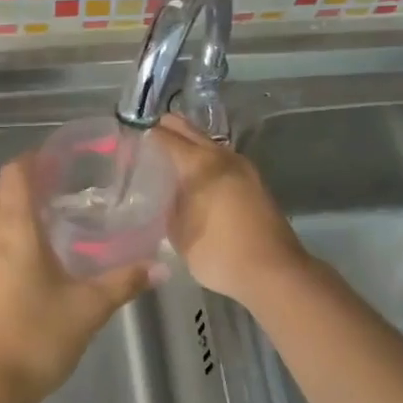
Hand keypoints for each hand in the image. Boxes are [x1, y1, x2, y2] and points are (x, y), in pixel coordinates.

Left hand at [0, 155, 156, 402]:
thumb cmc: (36, 338)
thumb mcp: (88, 309)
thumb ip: (124, 282)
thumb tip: (161, 267)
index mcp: (13, 228)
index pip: (15, 172)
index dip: (35, 160)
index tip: (60, 163)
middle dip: (23, 183)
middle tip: (57, 192)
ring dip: (2, 206)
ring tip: (35, 222)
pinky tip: (17, 259)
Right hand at [150, 116, 310, 306]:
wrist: (273, 272)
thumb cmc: (218, 253)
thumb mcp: (179, 233)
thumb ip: (168, 205)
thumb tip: (167, 193)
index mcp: (200, 164)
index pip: (165, 136)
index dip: (146, 134)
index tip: (129, 139)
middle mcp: (222, 156)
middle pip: (189, 131)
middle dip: (167, 130)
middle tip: (145, 140)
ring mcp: (243, 167)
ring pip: (208, 144)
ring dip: (189, 146)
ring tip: (168, 160)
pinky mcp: (254, 182)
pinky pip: (222, 161)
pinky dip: (205, 162)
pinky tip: (195, 179)